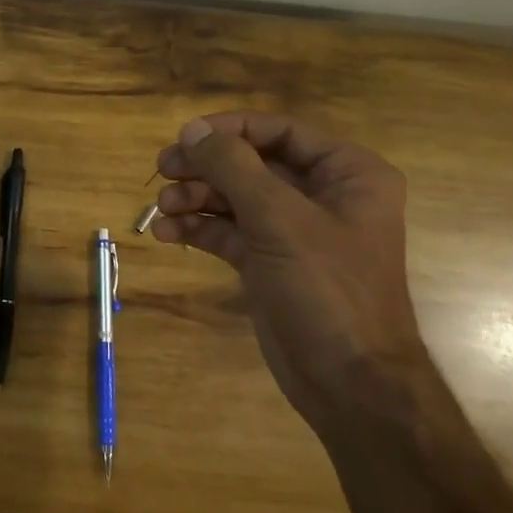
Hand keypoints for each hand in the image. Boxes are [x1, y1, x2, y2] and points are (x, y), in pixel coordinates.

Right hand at [153, 112, 421, 422]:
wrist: (349, 383)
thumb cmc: (327, 290)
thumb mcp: (279, 220)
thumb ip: (233, 167)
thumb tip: (193, 129)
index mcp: (347, 173)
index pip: (280, 131)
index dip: (230, 129)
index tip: (185, 137)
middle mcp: (322, 195)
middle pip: (252, 163)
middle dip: (206, 167)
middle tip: (163, 170)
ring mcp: (293, 231)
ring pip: (235, 197)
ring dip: (196, 198)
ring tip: (162, 209)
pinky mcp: (269, 262)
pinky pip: (228, 232)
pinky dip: (198, 229)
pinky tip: (167, 234)